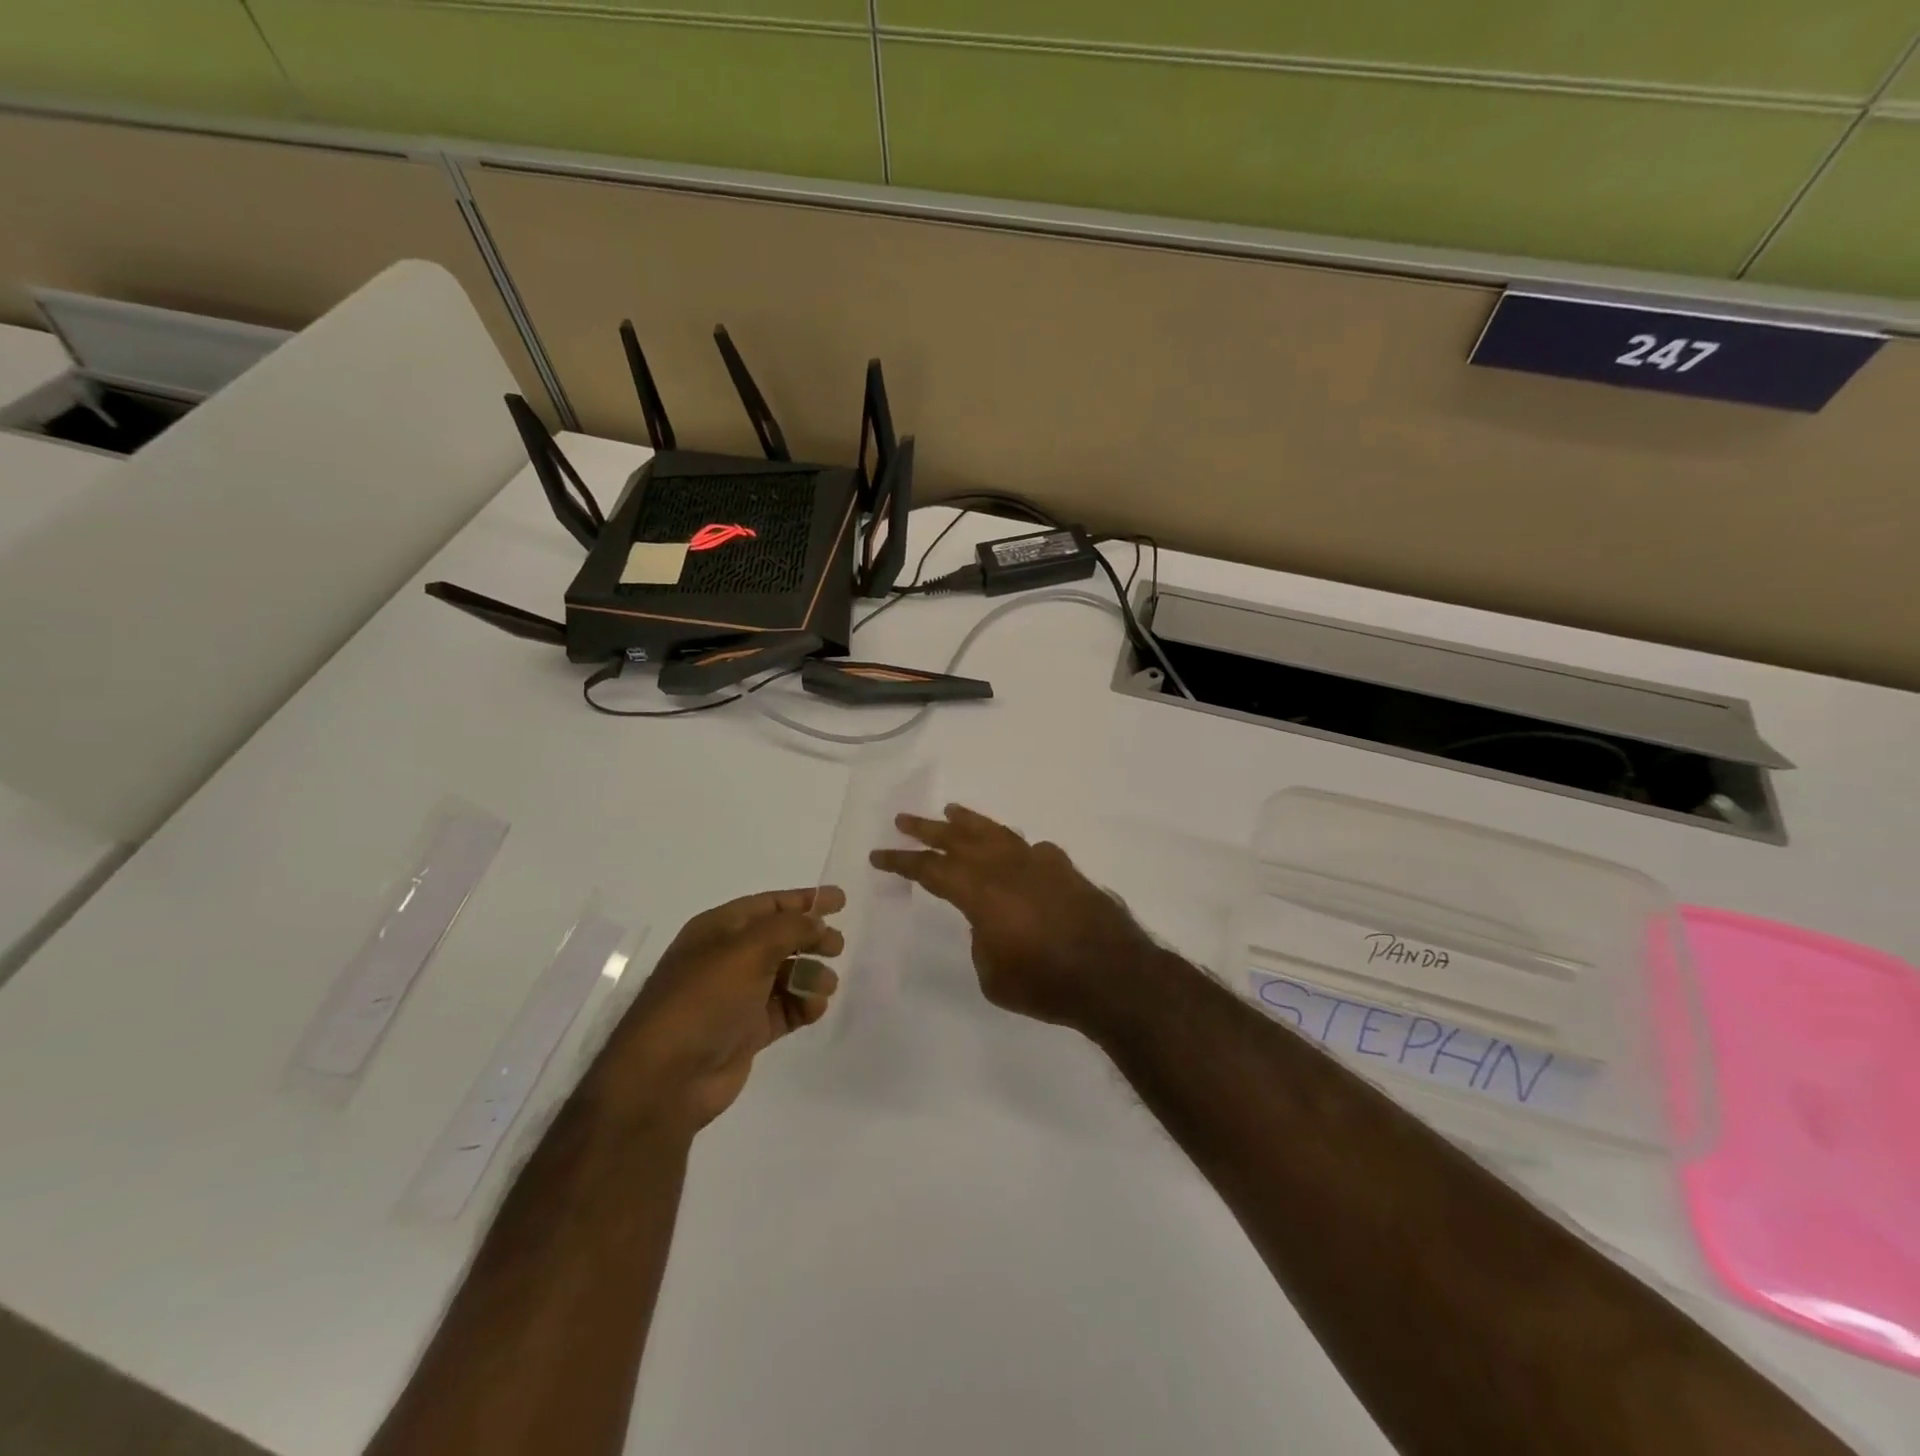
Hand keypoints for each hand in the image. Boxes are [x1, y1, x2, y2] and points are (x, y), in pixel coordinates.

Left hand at [583, 887, 844, 1140]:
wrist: (666, 1078)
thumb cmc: (704, 999)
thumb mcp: (748, 950)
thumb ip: (790, 928)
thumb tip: (817, 923)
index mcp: (718, 929)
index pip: (769, 905)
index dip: (805, 900)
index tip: (841, 900)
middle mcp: (727, 958)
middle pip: (781, 939)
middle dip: (812, 939)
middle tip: (838, 947)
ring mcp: (737, 996)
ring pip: (786, 975)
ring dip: (810, 975)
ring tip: (824, 986)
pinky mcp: (747, 1031)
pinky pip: (785, 1009)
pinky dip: (803, 1005)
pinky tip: (814, 1009)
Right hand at [870, 805, 1159, 1031]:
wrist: (1114, 975)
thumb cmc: (1046, 984)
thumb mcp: (993, 975)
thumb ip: (982, 938)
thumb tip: (990, 920)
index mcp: (981, 892)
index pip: (932, 870)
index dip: (902, 862)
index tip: (879, 856)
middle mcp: (1007, 867)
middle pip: (959, 839)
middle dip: (928, 829)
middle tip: (903, 819)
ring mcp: (1039, 863)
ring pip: (996, 833)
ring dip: (970, 822)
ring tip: (951, 811)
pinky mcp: (1065, 869)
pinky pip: (1031, 849)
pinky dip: (1014, 846)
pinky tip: (1013, 850)